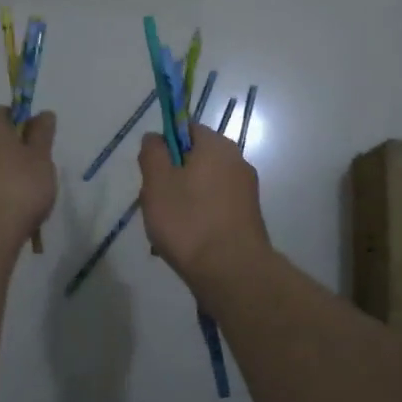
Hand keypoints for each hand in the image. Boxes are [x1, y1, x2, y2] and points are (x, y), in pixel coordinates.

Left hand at [0, 107, 57, 258]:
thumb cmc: (18, 189)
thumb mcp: (41, 158)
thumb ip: (43, 133)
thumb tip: (42, 113)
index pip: (5, 112)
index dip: (24, 122)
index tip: (39, 143)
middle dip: (13, 149)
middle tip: (36, 169)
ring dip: (3, 171)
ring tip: (24, 195)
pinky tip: (7, 209)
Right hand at [137, 123, 271, 286]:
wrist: (232, 272)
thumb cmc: (189, 221)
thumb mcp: (157, 182)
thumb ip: (153, 153)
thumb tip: (156, 137)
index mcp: (217, 145)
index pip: (186, 129)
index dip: (165, 146)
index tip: (152, 172)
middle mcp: (237, 161)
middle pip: (195, 159)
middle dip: (173, 177)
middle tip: (157, 203)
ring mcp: (247, 190)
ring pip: (204, 186)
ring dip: (185, 201)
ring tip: (169, 230)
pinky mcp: (249, 217)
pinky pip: (216, 207)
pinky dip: (201, 218)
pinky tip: (189, 242)